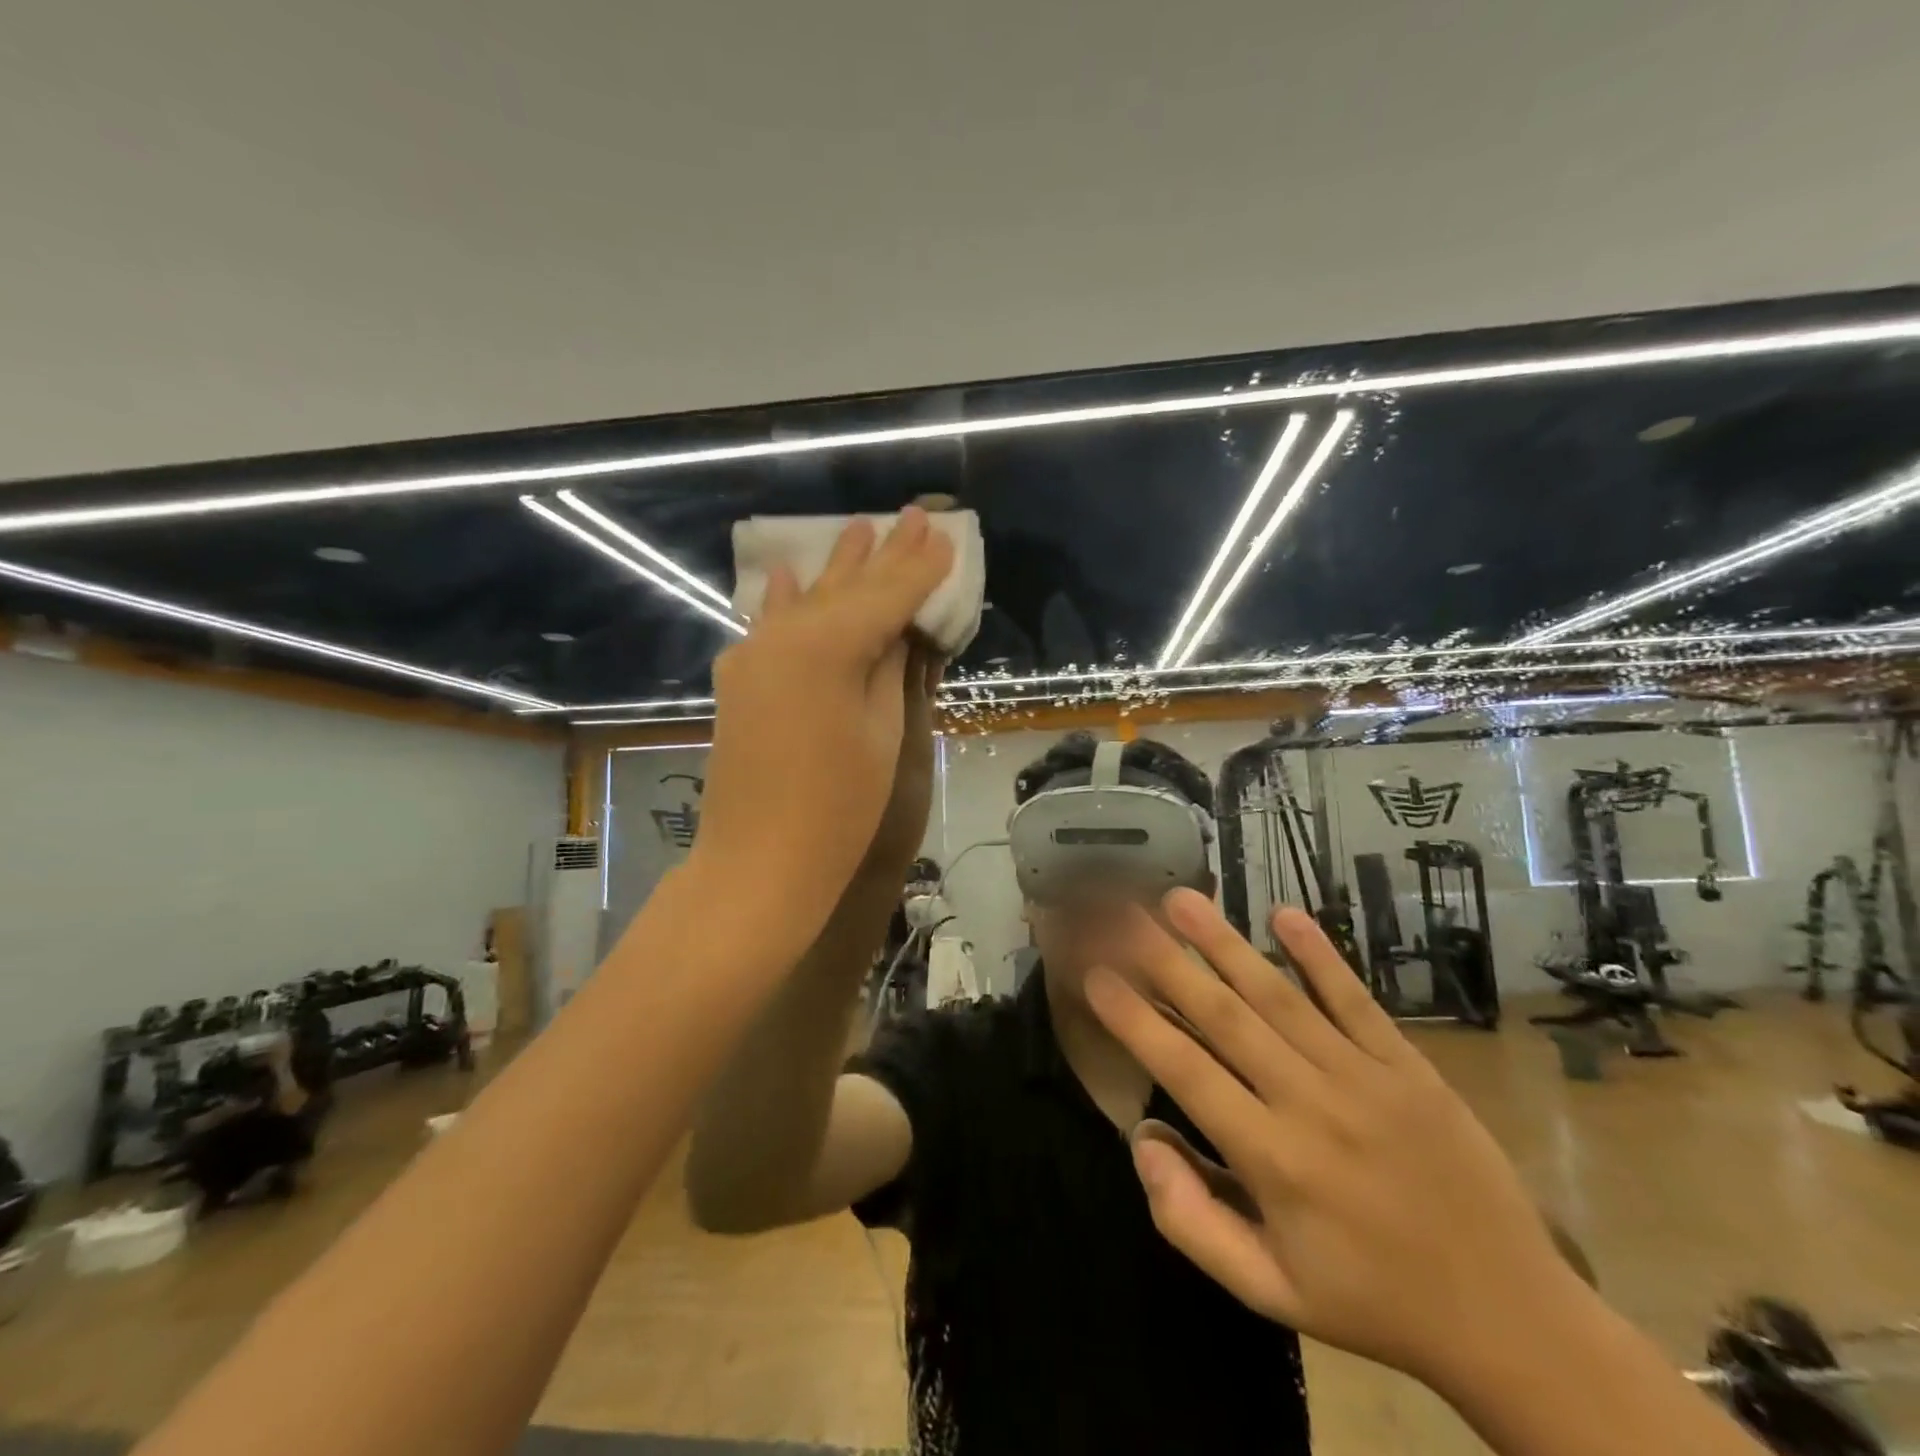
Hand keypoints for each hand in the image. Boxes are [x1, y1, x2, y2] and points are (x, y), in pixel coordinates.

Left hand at [692, 509, 952, 952]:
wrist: (757, 864)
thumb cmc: (838, 809)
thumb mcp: (882, 734)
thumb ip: (890, 670)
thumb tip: (899, 628)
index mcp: (827, 647)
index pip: (886, 596)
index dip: (919, 569)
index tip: (944, 537)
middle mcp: (784, 636)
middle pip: (845, 589)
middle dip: (882, 555)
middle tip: (912, 516)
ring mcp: (753, 655)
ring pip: (807, 600)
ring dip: (837, 568)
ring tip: (860, 528)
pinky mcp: (740, 680)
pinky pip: (770, 626)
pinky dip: (787, 600)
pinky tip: (793, 573)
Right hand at [1085, 892, 1589, 1390]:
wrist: (1512, 1319)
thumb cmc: (1371, 1301)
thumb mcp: (1271, 1292)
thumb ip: (1192, 1220)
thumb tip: (1143, 1136)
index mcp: (1273, 1161)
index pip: (1185, 1071)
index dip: (1134, 1019)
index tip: (1094, 974)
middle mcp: (1310, 1104)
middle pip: (1224, 1016)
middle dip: (1165, 959)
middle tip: (1121, 913)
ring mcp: (1363, 1076)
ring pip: (1278, 995)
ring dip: (1224, 942)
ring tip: (1180, 898)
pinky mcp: (1407, 1064)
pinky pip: (1355, 999)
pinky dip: (1318, 954)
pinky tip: (1283, 914)